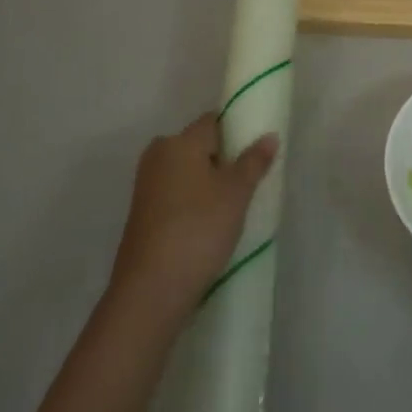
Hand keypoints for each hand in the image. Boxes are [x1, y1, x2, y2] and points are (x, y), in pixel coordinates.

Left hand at [109, 114, 276, 324]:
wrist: (151, 290)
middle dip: (224, 158)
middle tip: (250, 181)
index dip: (238, 130)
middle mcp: (158, 156)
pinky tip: (211, 223)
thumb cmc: (198, 229)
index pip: (214, 120)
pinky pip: (176, 194)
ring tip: (234, 205)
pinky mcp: (143, 214)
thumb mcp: (236, 193)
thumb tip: (269, 135)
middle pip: (199, 146)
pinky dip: (194, 201)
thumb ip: (254, 161)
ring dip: (209, 182)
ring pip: (188, 172)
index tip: (257, 150)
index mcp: (178, 142)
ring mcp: (146, 186)